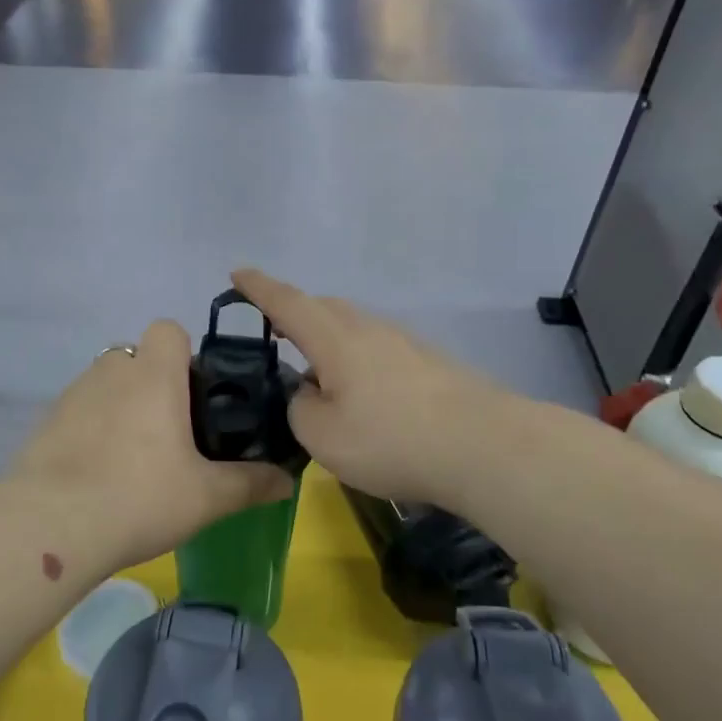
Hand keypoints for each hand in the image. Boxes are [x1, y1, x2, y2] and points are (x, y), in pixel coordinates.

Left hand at [9, 319, 294, 570]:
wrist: (51, 526)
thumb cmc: (140, 497)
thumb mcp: (207, 498)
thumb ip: (251, 484)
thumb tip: (288, 481)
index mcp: (153, 375)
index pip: (168, 329)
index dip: (184, 353)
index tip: (195, 394)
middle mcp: (110, 372)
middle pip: (136, 357)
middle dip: (153, 384)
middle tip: (171, 432)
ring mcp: (71, 395)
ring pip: (105, 385)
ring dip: (120, 406)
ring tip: (132, 459)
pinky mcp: (44, 423)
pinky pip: (77, 413)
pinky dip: (90, 430)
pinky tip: (97, 475)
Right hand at [231, 268, 510, 505]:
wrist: (484, 446)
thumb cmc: (392, 440)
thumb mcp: (322, 436)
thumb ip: (300, 408)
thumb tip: (308, 392)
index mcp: (335, 339)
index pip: (287, 303)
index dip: (258, 288)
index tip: (237, 274)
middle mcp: (369, 329)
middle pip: (323, 309)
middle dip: (294, 314)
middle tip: (274, 333)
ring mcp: (404, 343)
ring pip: (353, 328)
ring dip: (327, 341)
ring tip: (316, 374)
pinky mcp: (429, 363)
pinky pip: (377, 348)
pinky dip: (355, 359)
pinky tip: (361, 394)